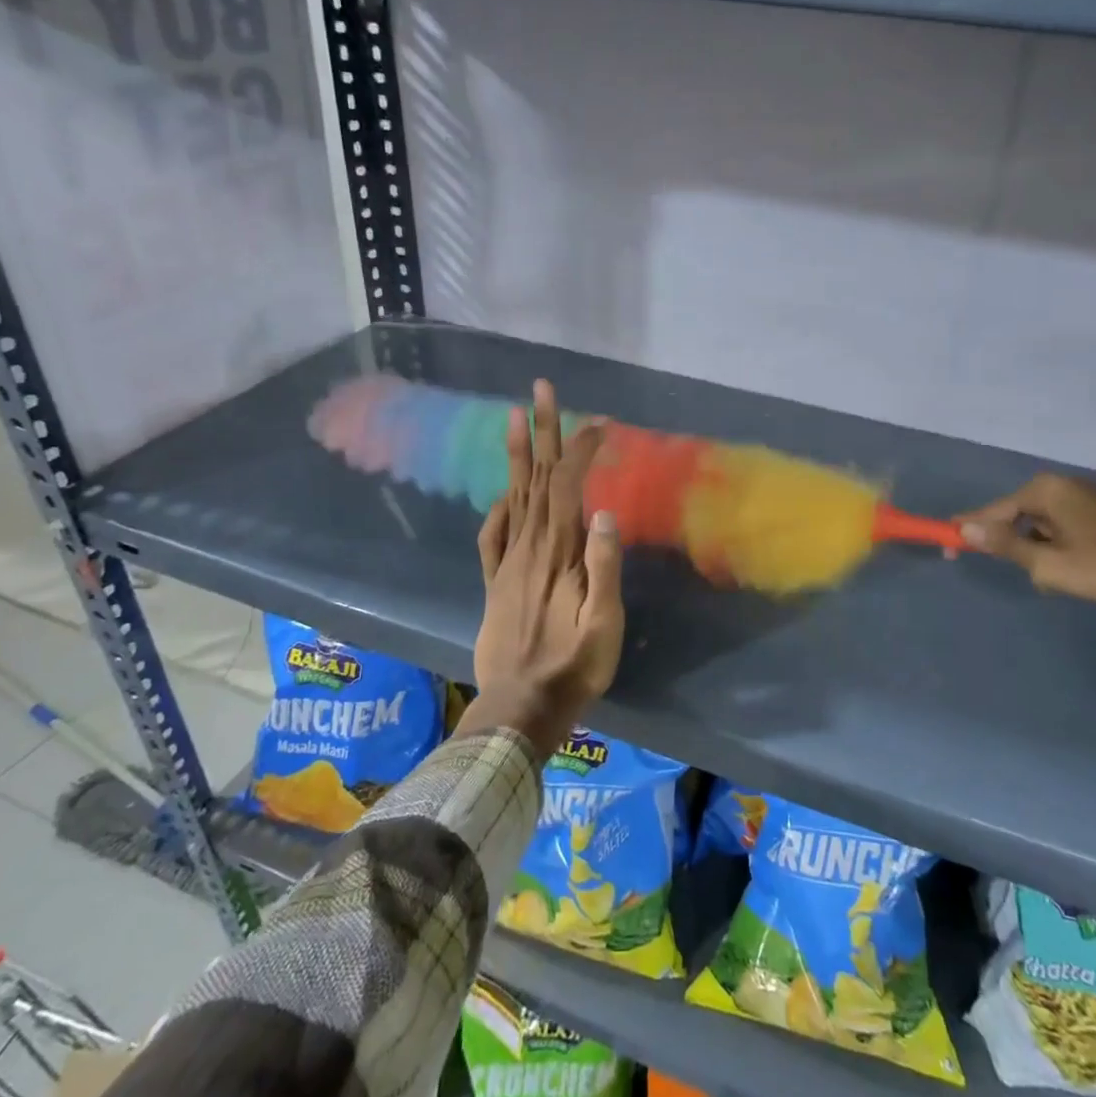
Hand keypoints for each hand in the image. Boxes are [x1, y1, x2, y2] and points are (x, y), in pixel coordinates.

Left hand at [460, 380, 623, 753]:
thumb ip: (603, 567)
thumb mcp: (603, 624)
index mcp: (557, 552)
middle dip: (542, 430)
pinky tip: (503, 493)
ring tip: (513, 415)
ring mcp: (507, 563)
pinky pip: (492, 534)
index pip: (568, 484)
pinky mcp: (494, 582)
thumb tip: (603, 512)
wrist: (517, 709)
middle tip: (540, 387)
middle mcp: (529, 546)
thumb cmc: (572, 668)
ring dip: (516, 454)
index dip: (581, 449)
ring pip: (513, 495)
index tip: (600, 422)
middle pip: (535, 477)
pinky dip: (498, 506)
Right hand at [958, 474, 1095, 643]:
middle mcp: (1062, 485)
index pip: (991, 511)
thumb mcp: (1051, 564)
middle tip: (1021, 574)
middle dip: (1014, 546)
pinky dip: (1062, 548)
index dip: (967, 530)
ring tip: (1062, 580)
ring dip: (1042, 552)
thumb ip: (1005, 546)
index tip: (946, 547)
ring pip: (1043, 526)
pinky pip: (1065, 528)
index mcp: (1044, 490)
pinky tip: (1082, 572)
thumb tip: (964, 530)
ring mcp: (1087, 496)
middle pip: (1017, 516)